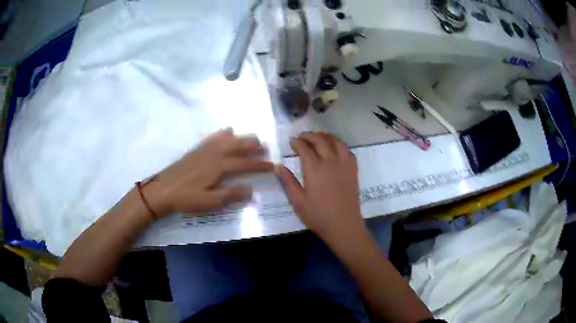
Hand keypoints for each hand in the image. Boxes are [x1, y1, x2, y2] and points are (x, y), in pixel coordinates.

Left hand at [142, 129, 273, 216]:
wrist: (162, 190)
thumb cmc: (186, 198)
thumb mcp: (210, 202)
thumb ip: (231, 195)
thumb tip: (252, 190)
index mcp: (220, 166)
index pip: (246, 163)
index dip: (261, 164)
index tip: (273, 165)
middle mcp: (215, 153)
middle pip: (238, 145)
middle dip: (254, 146)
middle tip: (266, 148)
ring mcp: (204, 149)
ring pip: (228, 139)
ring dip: (242, 138)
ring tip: (252, 139)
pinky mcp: (196, 149)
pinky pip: (213, 137)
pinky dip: (223, 134)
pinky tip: (226, 132)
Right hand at [276, 132, 365, 242]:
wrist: (344, 224)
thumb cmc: (318, 215)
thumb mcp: (298, 201)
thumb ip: (288, 182)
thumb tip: (278, 167)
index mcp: (315, 169)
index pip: (305, 148)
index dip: (297, 142)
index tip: (292, 141)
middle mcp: (330, 161)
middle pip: (320, 140)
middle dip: (309, 136)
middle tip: (302, 137)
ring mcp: (344, 164)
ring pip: (336, 142)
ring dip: (325, 136)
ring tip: (318, 136)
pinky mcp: (353, 169)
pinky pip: (347, 150)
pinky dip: (339, 144)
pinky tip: (335, 147)